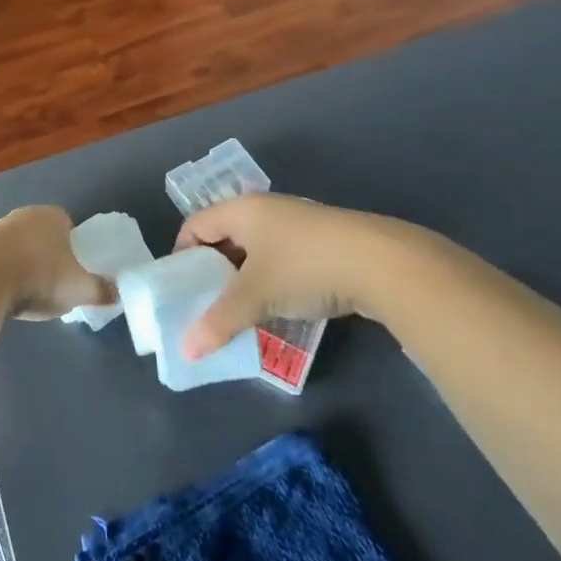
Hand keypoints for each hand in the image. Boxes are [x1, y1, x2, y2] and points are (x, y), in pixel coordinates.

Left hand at [0, 205, 115, 319]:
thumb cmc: (41, 275)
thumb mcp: (79, 288)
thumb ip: (99, 290)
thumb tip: (117, 294)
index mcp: (53, 216)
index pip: (67, 224)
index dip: (72, 246)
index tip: (73, 270)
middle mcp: (24, 215)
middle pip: (40, 235)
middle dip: (46, 256)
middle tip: (52, 284)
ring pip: (16, 247)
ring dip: (21, 265)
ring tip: (27, 294)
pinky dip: (1, 275)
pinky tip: (4, 296)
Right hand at [177, 194, 467, 359]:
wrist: (381, 263)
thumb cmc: (304, 267)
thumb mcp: (255, 296)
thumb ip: (218, 321)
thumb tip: (186, 350)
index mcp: (242, 210)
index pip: (196, 224)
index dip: (182, 254)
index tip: (179, 289)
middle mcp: (266, 210)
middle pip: (225, 236)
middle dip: (212, 271)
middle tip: (205, 304)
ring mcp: (297, 224)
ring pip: (255, 250)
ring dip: (243, 279)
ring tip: (240, 312)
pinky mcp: (323, 243)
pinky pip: (282, 259)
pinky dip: (271, 281)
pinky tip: (278, 307)